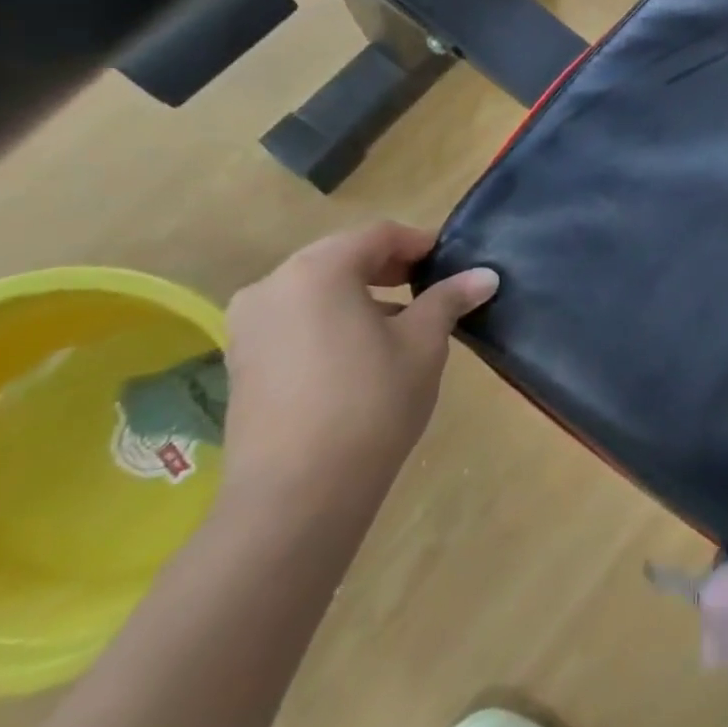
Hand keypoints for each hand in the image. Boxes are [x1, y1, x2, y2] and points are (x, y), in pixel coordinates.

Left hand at [220, 221, 497, 513]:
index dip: (420, 243)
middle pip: (341, 257)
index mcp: (317, 271)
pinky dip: (332, 321)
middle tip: (432, 290)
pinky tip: (362, 354)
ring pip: (316, 290)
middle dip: (389, 268)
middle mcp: (272, 286)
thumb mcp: (423, 343)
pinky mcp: (242, 361)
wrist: (298, 491)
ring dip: (360, 295)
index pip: (378, 234)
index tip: (452, 264)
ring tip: (401, 325)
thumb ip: (449, 299)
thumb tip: (485, 275)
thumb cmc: (371, 401)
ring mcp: (248, 326)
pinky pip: (295, 320)